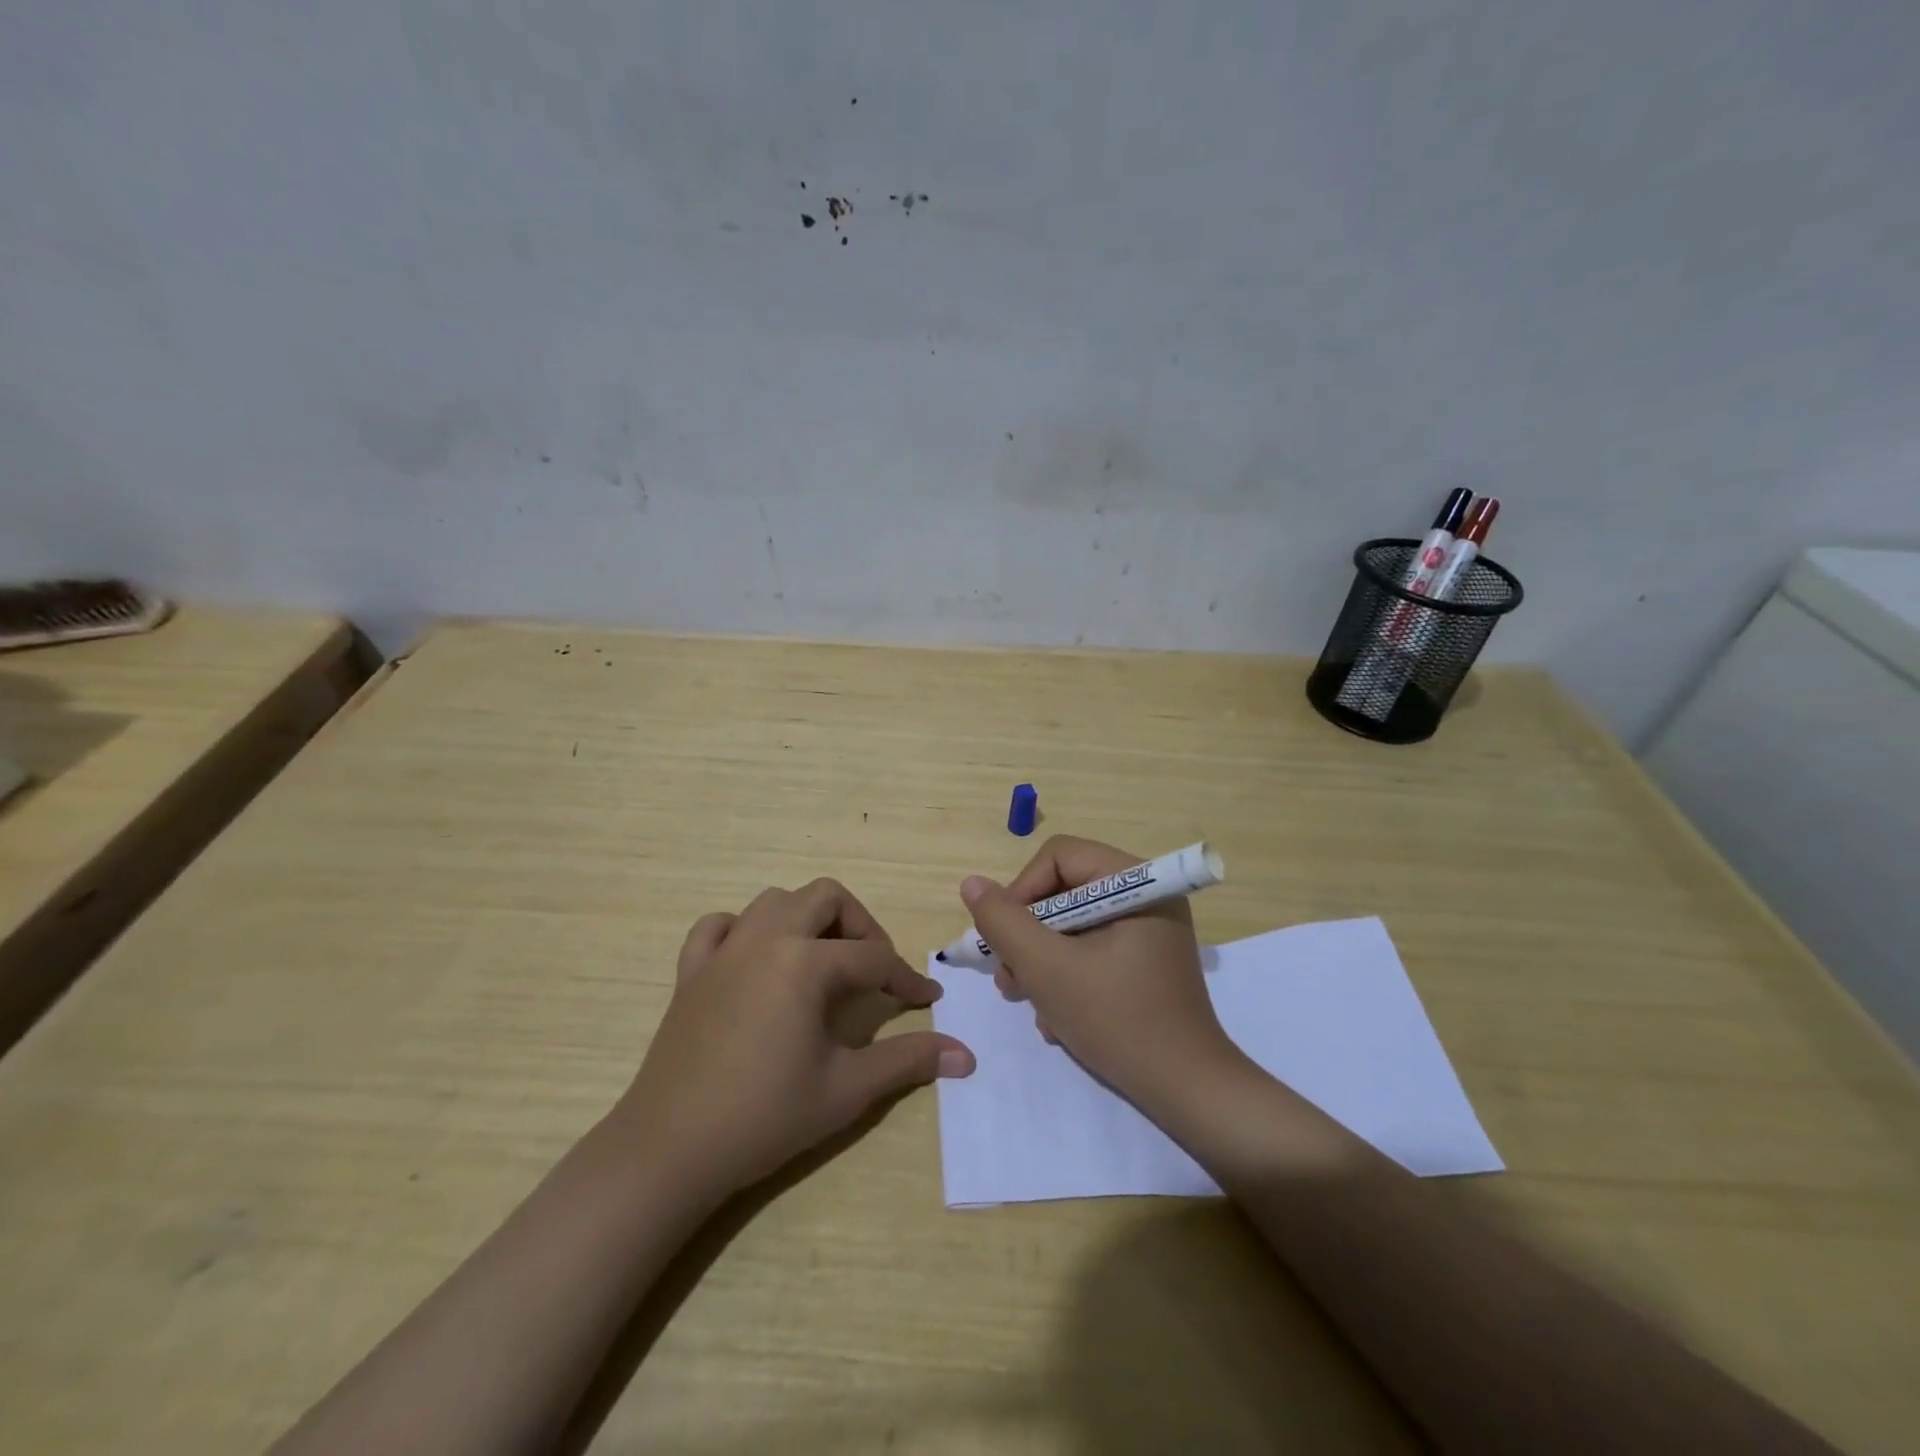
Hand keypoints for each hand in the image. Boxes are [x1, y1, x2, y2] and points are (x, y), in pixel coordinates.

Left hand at [619, 878, 975, 1202]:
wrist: (670, 1150)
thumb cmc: (764, 1116)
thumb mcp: (846, 1089)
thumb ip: (908, 1061)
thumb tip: (966, 1056)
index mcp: (804, 962)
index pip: (873, 958)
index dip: (905, 979)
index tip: (927, 1001)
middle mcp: (765, 939)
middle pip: (825, 898)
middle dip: (860, 925)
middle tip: (873, 969)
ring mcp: (723, 951)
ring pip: (774, 901)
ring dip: (807, 919)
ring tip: (822, 961)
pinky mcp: (691, 972)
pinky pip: (718, 926)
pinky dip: (743, 930)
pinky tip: (756, 959)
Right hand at [960, 835, 1240, 1115]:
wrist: (1187, 1092)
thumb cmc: (1117, 1020)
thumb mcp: (1047, 969)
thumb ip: (1004, 922)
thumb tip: (972, 883)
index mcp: (1136, 882)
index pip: (1059, 857)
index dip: (1022, 891)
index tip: (1004, 939)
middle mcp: (1146, 896)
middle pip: (1063, 891)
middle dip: (1029, 935)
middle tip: (1010, 978)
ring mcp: (1147, 930)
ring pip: (1072, 924)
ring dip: (1041, 960)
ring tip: (1028, 1001)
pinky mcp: (1144, 961)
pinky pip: (1091, 948)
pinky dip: (1066, 975)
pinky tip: (1057, 1017)